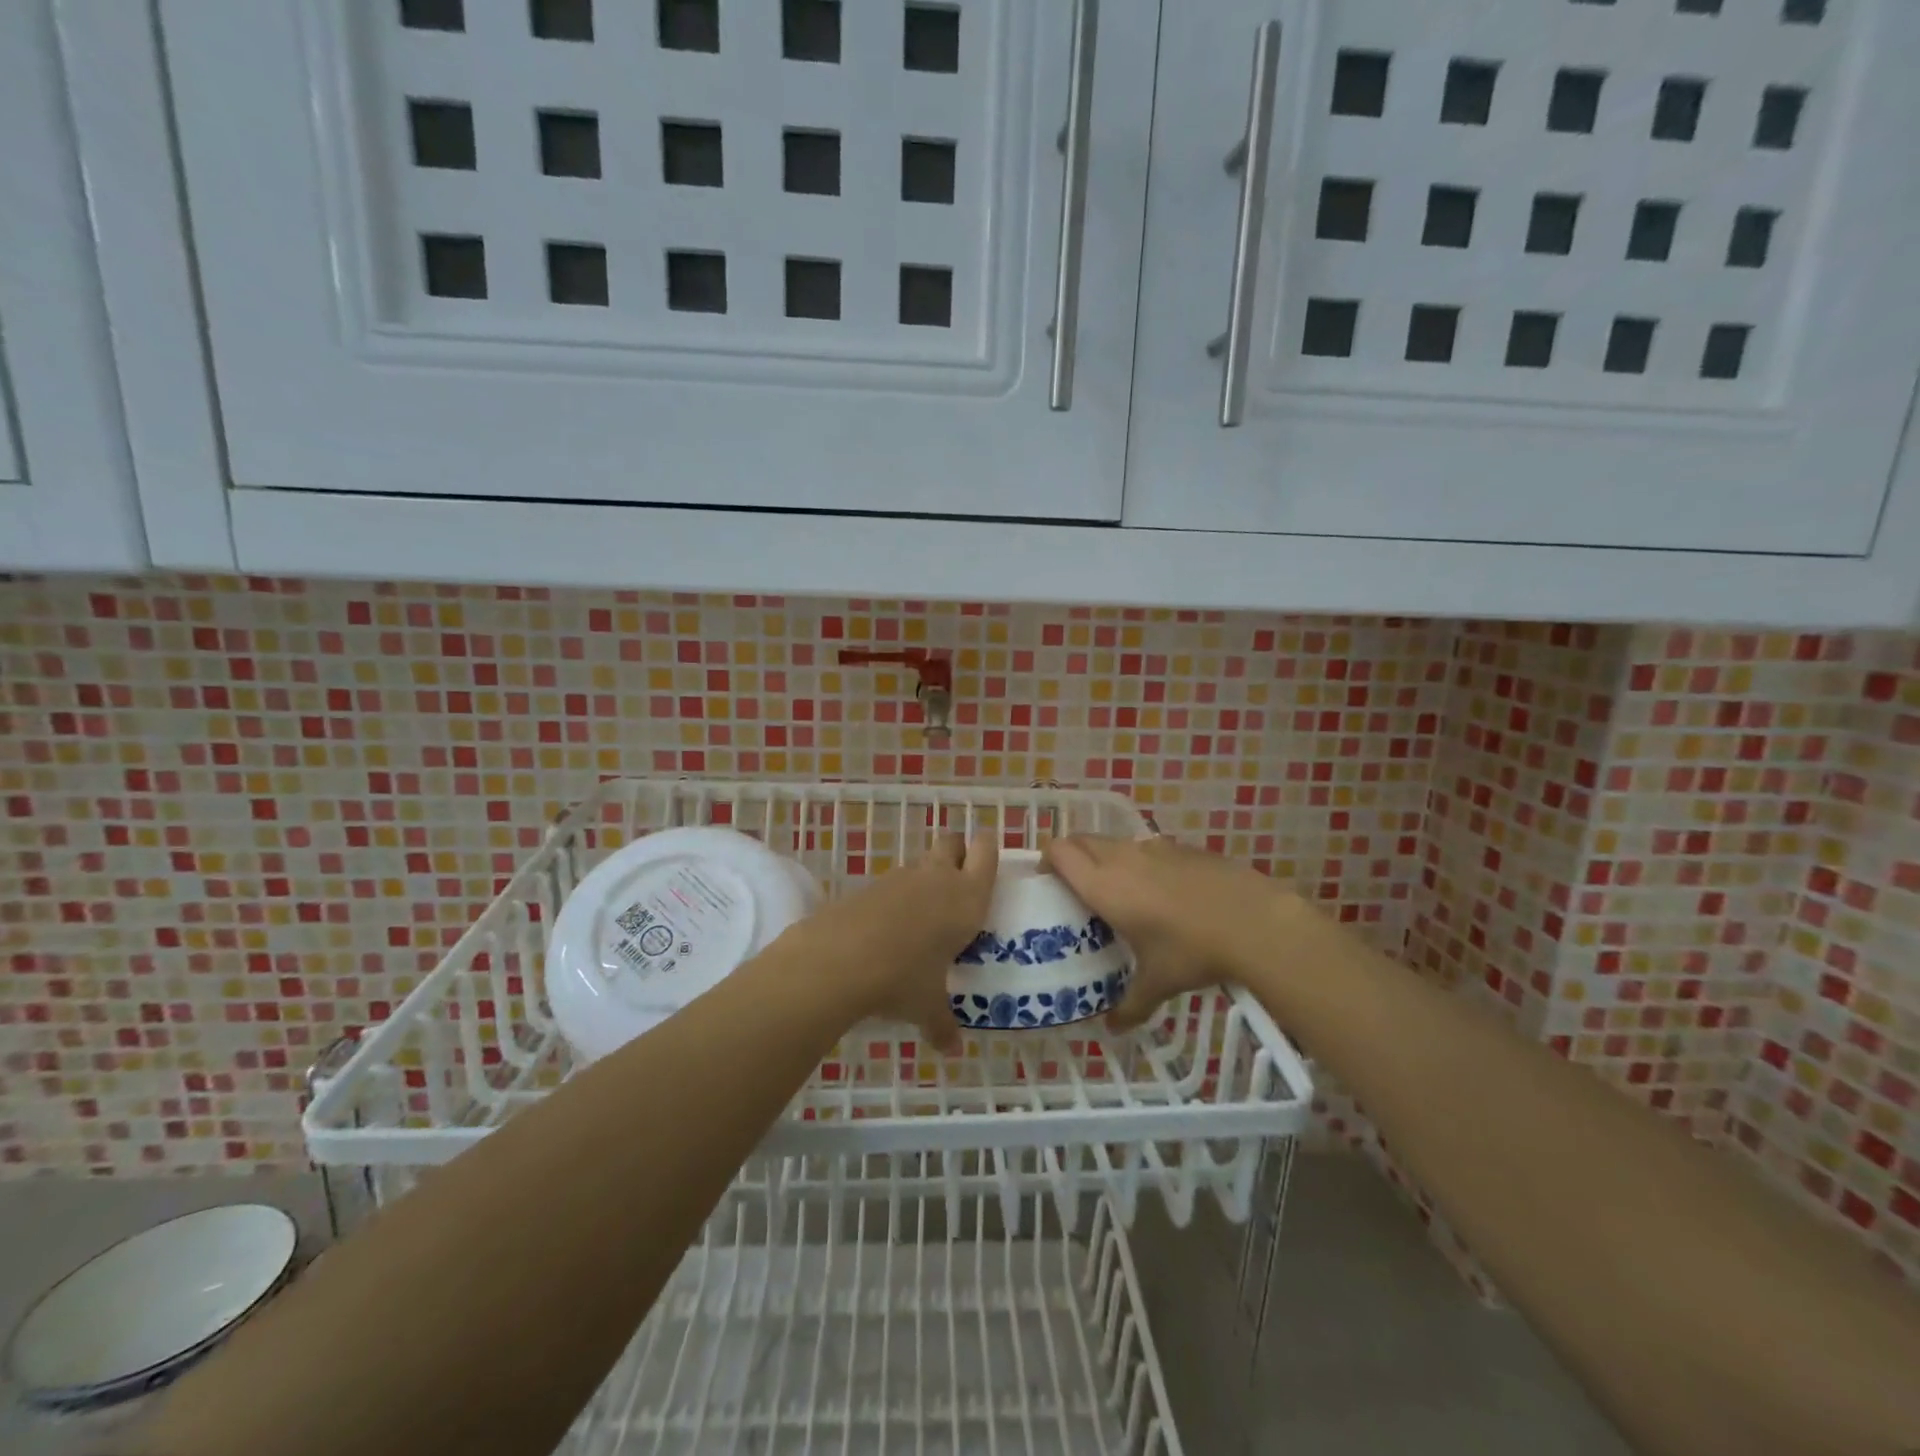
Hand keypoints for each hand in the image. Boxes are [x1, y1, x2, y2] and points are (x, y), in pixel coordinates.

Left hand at [784, 832, 997, 1054]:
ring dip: (925, 879)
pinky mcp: (868, 885)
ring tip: (923, 917)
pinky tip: (888, 930)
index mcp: (966, 899)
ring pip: (920, 863)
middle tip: (958, 882)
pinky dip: (895, 898)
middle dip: (957, 853)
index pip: (985, 851)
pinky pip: (892, 883)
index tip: (988, 864)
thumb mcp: (927, 1007)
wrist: (838, 960)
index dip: (987, 850)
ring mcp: (900, 878)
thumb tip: (952, 1049)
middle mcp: (937, 878)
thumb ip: (943, 1024)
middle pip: (952, 842)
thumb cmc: (902, 979)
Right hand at [1044, 834, 1297, 1032]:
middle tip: (1076, 887)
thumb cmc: (1192, 951)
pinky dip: (1143, 862)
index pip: (1060, 851)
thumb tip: (1113, 1028)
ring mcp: (1155, 848)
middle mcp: (1123, 858)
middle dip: (1072, 856)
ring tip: (1119, 891)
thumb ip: (1130, 1005)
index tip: (1048, 881)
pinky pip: (1149, 848)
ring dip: (1107, 857)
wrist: (1254, 921)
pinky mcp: (1183, 848)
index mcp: (1104, 885)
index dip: (1047, 859)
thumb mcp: (1158, 983)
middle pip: (1082, 839)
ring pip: (1116, 842)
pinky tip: (1163, 892)